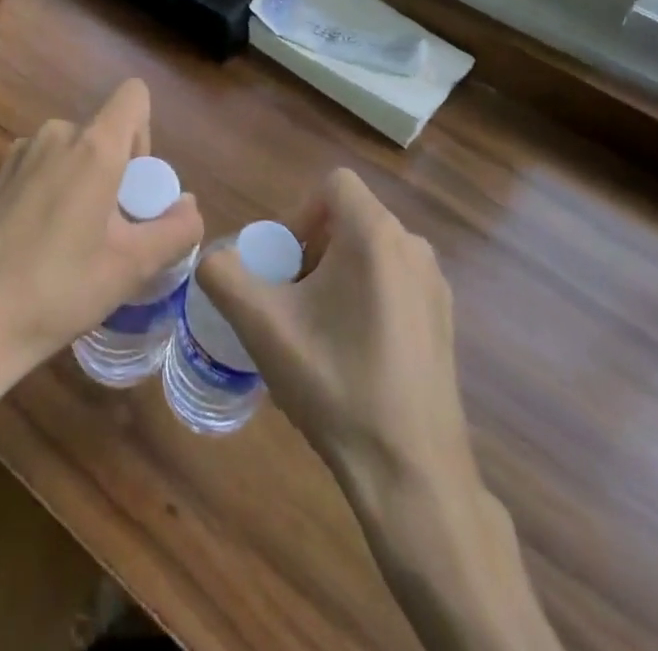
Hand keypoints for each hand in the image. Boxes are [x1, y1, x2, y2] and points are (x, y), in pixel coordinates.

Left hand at [0, 79, 203, 409]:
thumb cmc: (57, 291)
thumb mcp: (130, 268)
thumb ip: (175, 230)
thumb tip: (188, 206)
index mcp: (92, 146)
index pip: (133, 96)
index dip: (145, 134)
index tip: (134, 188)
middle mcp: (53, 136)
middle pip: (102, 133)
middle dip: (115, 173)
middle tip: (107, 233)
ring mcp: (16, 155)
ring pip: (69, 154)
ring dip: (81, 185)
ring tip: (70, 247)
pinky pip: (39, 170)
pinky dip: (49, 195)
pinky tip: (33, 250)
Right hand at [197, 168, 474, 498]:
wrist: (412, 473)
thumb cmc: (336, 384)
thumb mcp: (262, 326)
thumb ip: (223, 275)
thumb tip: (213, 259)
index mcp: (376, 235)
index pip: (333, 184)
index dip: (298, 213)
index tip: (282, 265)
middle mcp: (413, 246)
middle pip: (348, 219)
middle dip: (311, 250)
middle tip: (289, 301)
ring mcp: (434, 285)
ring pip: (370, 252)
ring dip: (334, 275)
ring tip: (315, 331)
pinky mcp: (443, 320)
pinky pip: (392, 282)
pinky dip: (363, 297)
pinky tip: (350, 355)